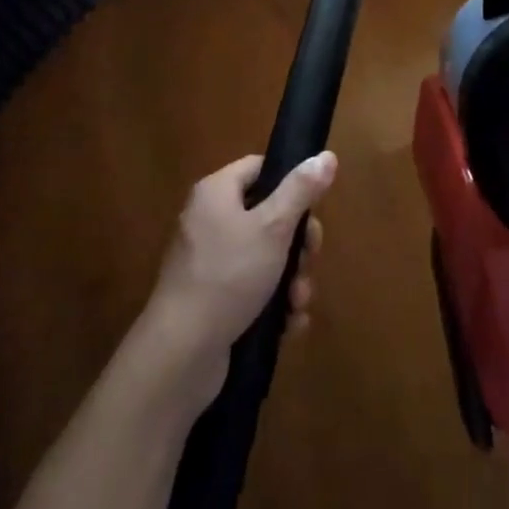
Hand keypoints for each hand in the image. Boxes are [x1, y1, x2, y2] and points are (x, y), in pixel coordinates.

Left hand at [143, 151, 337, 401]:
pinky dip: (273, 304)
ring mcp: (209, 263)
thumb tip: (327, 155)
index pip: (258, 169)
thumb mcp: (272, 227)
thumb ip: (301, 191)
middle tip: (310, 260)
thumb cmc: (228, 276)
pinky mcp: (213, 300)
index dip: (289, 182)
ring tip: (298, 303)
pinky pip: (252, 290)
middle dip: (297, 243)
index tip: (313, 207)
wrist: (181, 353)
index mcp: (216, 193)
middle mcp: (209, 221)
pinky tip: (289, 324)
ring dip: (291, 280)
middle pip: (267, 216)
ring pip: (265, 258)